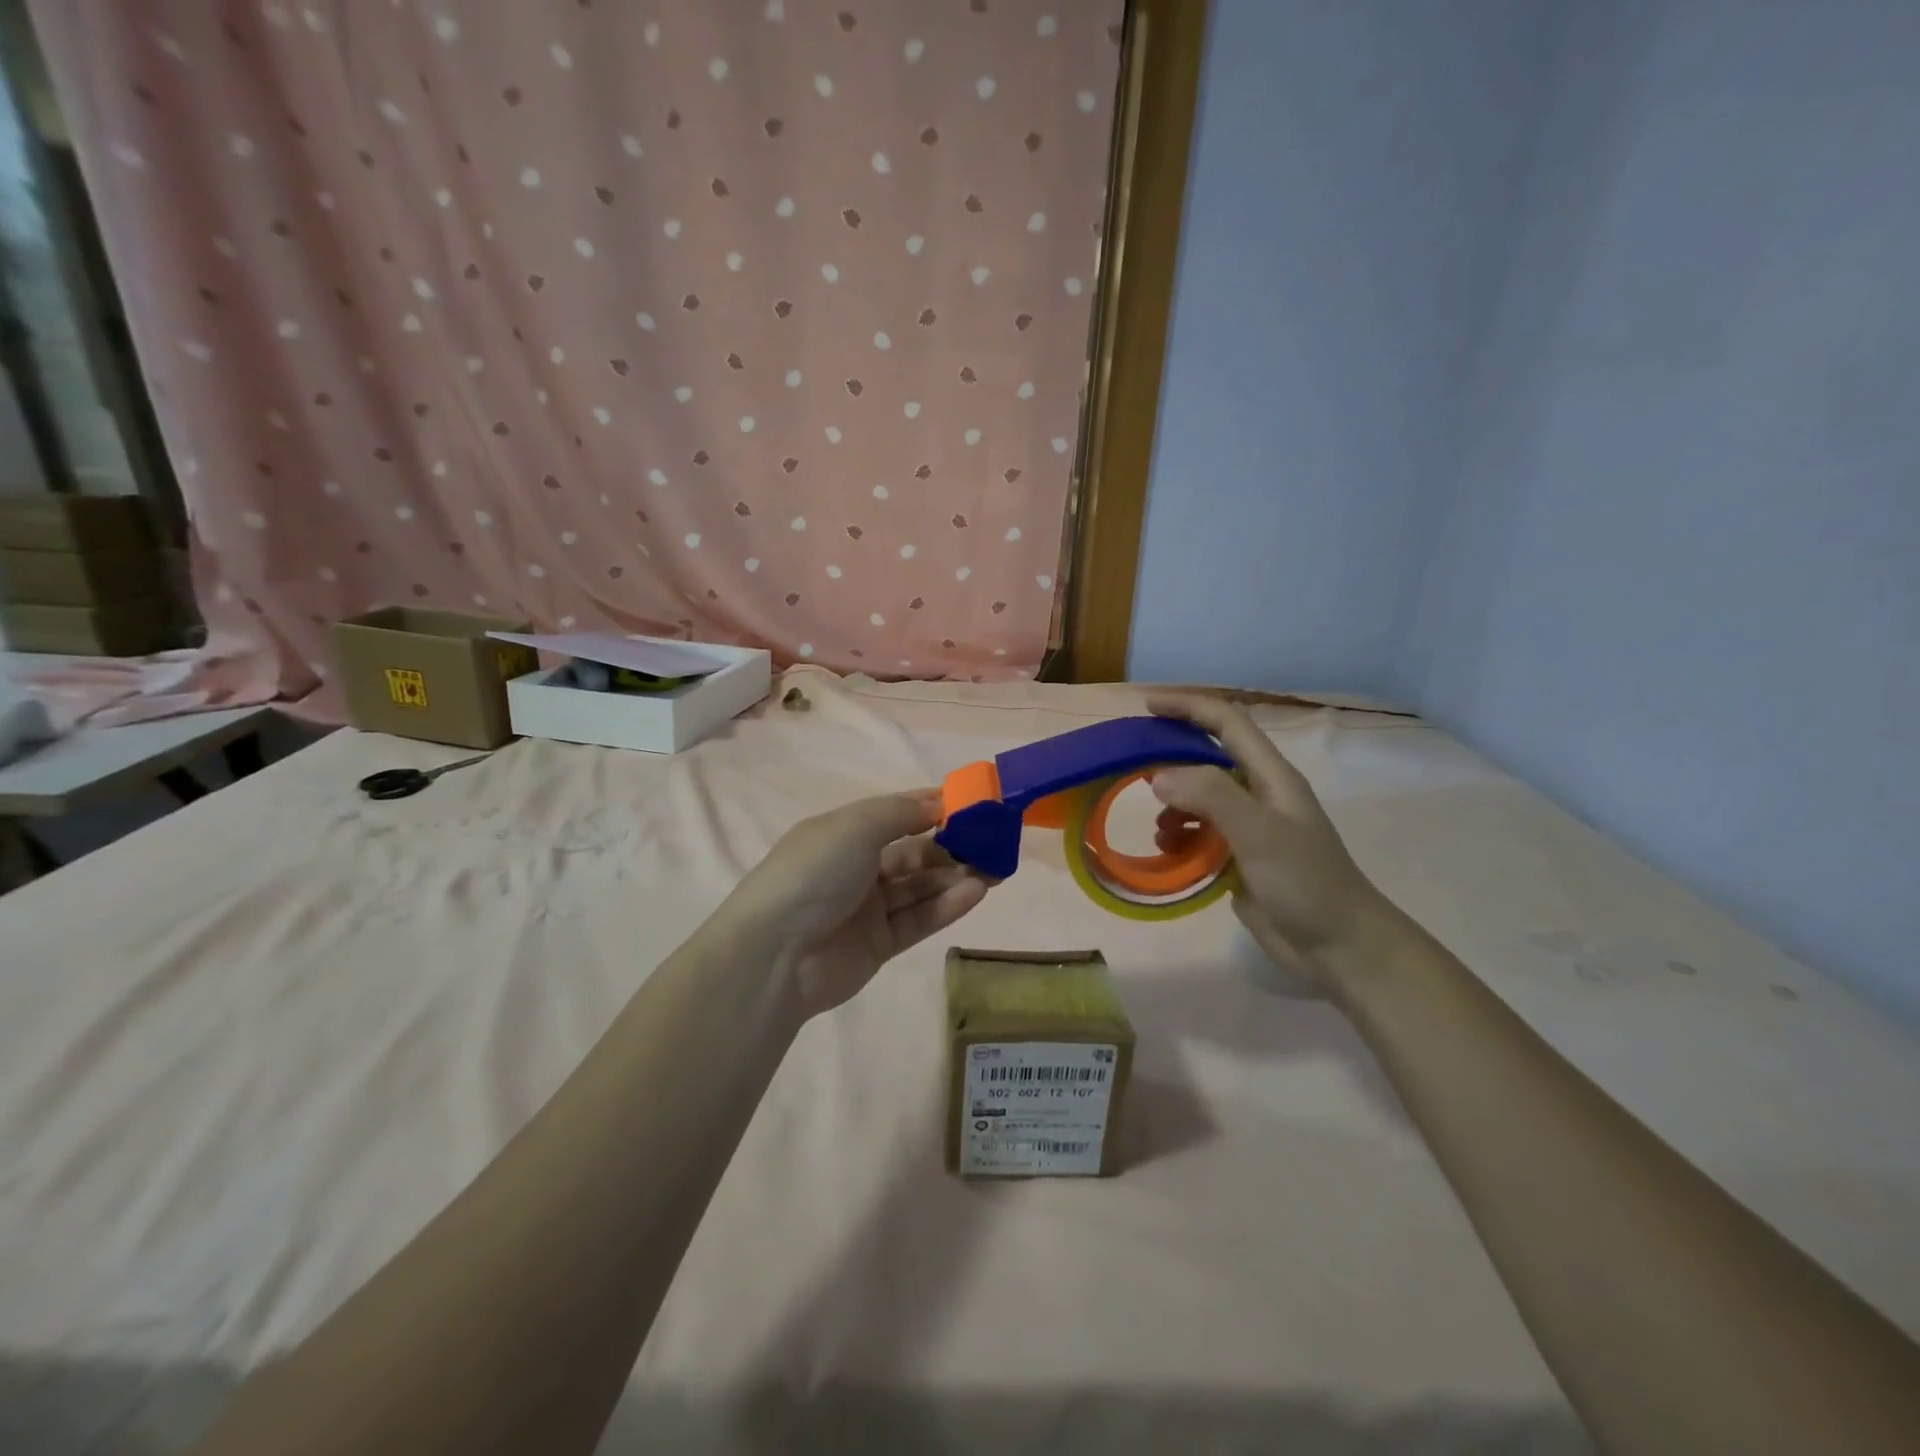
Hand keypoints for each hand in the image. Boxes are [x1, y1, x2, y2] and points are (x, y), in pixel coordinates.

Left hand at [724, 792, 991, 1018]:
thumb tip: (937, 802)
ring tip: (995, 869)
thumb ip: (901, 813)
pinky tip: (977, 892)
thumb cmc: (815, 873)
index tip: (972, 804)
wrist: (776, 954)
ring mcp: (867, 908)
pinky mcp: (879, 944)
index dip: (931, 807)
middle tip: (994, 842)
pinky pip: (918, 919)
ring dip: (956, 876)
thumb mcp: (856, 826)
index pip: (895, 814)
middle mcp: (855, 867)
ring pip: (920, 887)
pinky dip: (947, 905)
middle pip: (913, 853)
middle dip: (952, 846)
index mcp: (842, 833)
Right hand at [1147, 693, 1398, 992]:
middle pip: (1208, 756)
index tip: (1147, 705)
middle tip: (1134, 765)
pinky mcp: (1239, 856)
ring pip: (1199, 797)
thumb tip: (1158, 776)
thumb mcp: (1260, 833)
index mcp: (1270, 775)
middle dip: (1171, 755)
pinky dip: (1178, 836)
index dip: (1189, 706)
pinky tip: (1170, 852)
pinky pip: (1198, 832)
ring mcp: (1249, 826)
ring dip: (1173, 805)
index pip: (1227, 722)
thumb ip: (1211, 796)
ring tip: (1158, 827)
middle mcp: (1258, 793)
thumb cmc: (1306, 882)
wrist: (1340, 947)